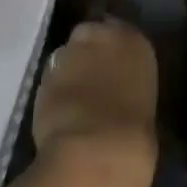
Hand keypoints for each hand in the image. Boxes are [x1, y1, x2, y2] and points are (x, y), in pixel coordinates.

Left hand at [32, 18, 158, 186]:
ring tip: (74, 101)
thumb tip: (120, 92)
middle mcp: (100, 35)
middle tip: (92, 81)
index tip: (114, 68)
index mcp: (134, 41)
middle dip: (88, 53)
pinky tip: (60, 115)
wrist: (95, 154)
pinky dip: (54, 92)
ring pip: (67, 56)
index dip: (114, 52)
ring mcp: (68, 53)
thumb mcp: (144, 103)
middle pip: (89, 35)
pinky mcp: (42, 77)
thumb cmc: (135, 136)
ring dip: (69, 71)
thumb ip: (129, 86)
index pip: (122, 32)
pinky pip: (50, 80)